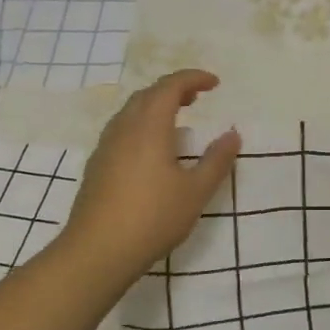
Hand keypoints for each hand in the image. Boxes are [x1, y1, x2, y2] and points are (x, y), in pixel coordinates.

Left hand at [61, 70, 240, 281]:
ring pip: (131, 112)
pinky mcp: (97, 166)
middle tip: (197, 98)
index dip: (193, 78)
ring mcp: (106, 147)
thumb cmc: (153, 217)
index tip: (215, 83)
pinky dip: (142, 124)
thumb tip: (233, 135)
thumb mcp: (196, 191)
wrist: (97, 251)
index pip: (170, 87)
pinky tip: (152, 149)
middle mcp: (124, 129)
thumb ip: (216, 160)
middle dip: (174, 89)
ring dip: (155, 106)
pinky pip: (121, 130)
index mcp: (149, 127)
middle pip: (147, 94)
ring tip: (177, 119)